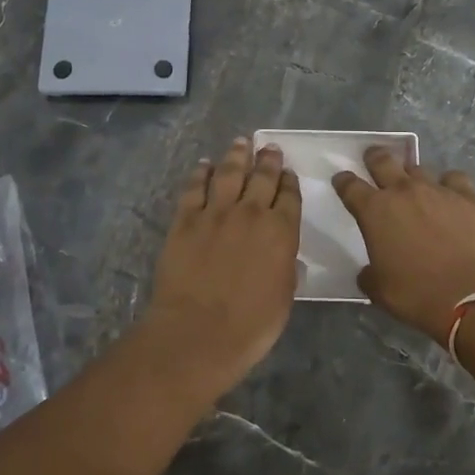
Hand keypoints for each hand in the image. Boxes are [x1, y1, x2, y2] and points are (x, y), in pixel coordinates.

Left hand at [144, 137, 302, 392]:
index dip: (289, 182)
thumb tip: (287, 259)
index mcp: (281, 232)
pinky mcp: (186, 220)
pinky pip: (195, 189)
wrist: (198, 332)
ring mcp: (216, 213)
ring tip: (240, 143)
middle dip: (268, 160)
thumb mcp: (284, 298)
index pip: (289, 197)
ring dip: (236, 156)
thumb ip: (287, 271)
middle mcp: (251, 213)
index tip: (288, 172)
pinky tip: (204, 166)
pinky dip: (200, 174)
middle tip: (269, 148)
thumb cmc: (251, 325)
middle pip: (262, 177)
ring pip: (229, 174)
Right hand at [332, 147, 474, 341]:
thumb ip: (370, 274)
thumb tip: (369, 272)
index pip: (350, 186)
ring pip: (419, 168)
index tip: (342, 180)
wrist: (472, 296)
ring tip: (415, 185)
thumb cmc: (417, 294)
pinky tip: (451, 194)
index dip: (343, 181)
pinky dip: (449, 184)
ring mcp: (438, 190)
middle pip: (383, 161)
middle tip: (373, 158)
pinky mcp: (468, 197)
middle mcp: (403, 192)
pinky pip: (454, 178)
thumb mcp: (380, 291)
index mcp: (375, 212)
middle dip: (374, 158)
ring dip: (412, 175)